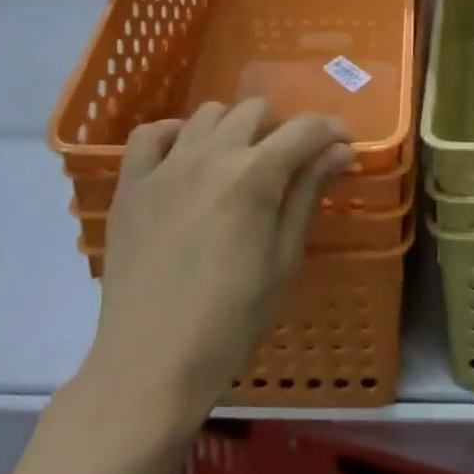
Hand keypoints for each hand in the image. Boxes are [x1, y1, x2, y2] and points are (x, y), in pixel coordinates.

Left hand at [75, 100, 352, 430]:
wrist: (151, 364)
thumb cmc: (231, 320)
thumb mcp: (284, 258)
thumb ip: (308, 193)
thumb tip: (339, 150)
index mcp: (254, 175)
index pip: (304, 129)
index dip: (331, 131)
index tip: (343, 146)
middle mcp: (209, 155)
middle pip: (255, 110)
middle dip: (281, 128)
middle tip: (289, 164)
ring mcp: (165, 167)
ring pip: (208, 114)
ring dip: (234, 128)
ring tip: (239, 163)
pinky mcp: (131, 185)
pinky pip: (150, 134)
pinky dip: (175, 134)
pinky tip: (186, 158)